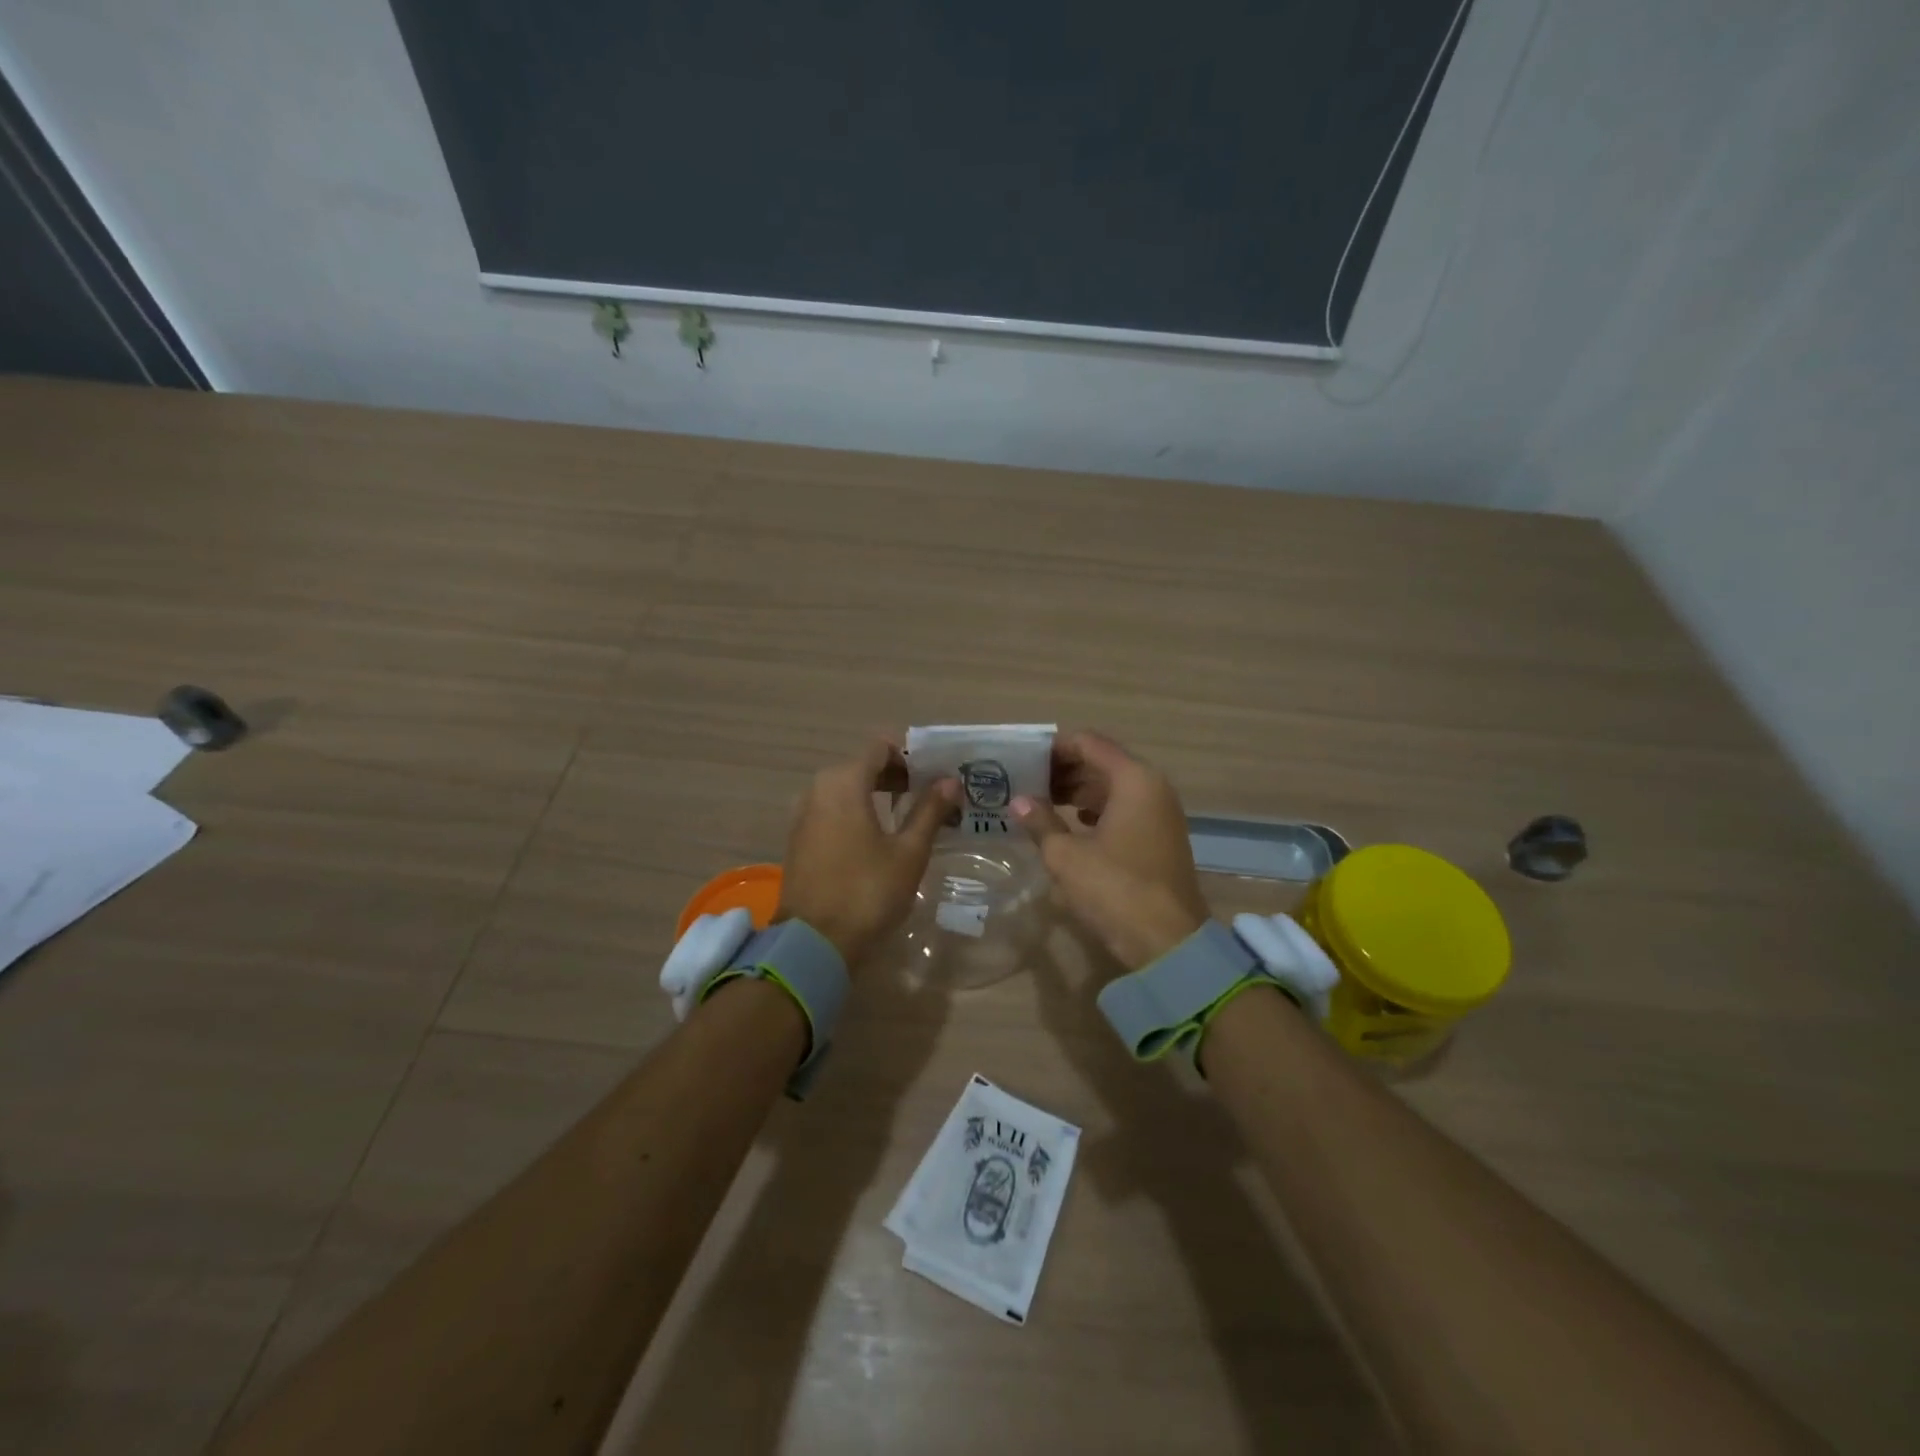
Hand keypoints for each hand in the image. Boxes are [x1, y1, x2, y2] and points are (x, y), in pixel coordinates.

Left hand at [777, 740, 958, 969]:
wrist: (812, 943)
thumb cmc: (867, 891)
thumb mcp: (908, 852)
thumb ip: (929, 810)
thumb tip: (950, 780)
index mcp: (844, 782)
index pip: (881, 746)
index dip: (911, 753)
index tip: (938, 771)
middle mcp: (818, 788)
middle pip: (864, 766)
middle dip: (899, 775)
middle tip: (933, 795)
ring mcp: (804, 814)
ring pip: (848, 789)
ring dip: (879, 795)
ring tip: (913, 816)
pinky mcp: (800, 838)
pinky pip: (834, 810)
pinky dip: (859, 812)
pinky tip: (882, 836)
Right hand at [1013, 731, 1209, 970]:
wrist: (1168, 942)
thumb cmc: (1115, 889)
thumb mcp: (1066, 856)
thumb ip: (1040, 822)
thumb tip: (1018, 802)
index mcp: (1134, 779)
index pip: (1089, 743)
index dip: (1054, 748)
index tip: (1023, 759)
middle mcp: (1152, 787)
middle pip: (1102, 762)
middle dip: (1063, 770)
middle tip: (1025, 782)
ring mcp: (1160, 813)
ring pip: (1112, 787)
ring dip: (1078, 791)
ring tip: (1040, 803)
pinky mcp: (1160, 837)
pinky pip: (1123, 809)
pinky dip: (1096, 810)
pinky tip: (1071, 824)